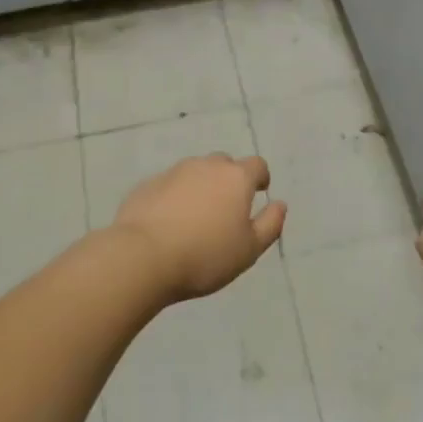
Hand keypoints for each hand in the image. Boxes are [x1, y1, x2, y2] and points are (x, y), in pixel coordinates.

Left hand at [113, 154, 287, 300]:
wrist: (142, 257)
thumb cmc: (205, 255)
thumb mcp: (249, 249)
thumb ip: (270, 224)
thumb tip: (280, 204)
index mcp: (235, 178)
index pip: (257, 165)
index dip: (260, 177)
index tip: (258, 192)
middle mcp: (206, 166)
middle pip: (224, 165)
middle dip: (229, 180)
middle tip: (226, 210)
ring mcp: (174, 172)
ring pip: (195, 173)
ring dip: (200, 187)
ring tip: (196, 218)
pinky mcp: (147, 185)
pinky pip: (169, 186)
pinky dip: (174, 197)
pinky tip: (169, 223)